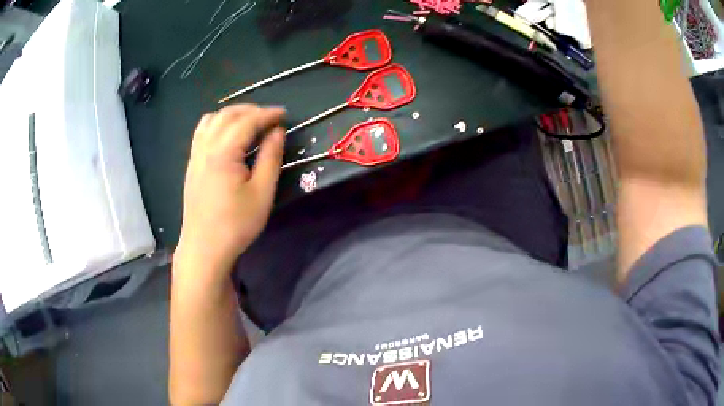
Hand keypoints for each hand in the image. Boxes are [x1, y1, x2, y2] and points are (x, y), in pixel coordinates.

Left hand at [176, 104, 285, 274]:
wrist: (204, 248)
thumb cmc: (235, 225)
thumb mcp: (262, 193)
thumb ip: (270, 158)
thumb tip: (277, 132)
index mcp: (223, 153)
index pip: (247, 121)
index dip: (267, 114)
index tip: (284, 114)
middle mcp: (205, 147)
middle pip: (227, 115)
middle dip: (251, 110)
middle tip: (270, 118)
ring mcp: (195, 155)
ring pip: (211, 119)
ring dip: (232, 114)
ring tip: (250, 122)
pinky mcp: (192, 164)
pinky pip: (202, 132)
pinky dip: (218, 124)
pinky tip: (228, 135)